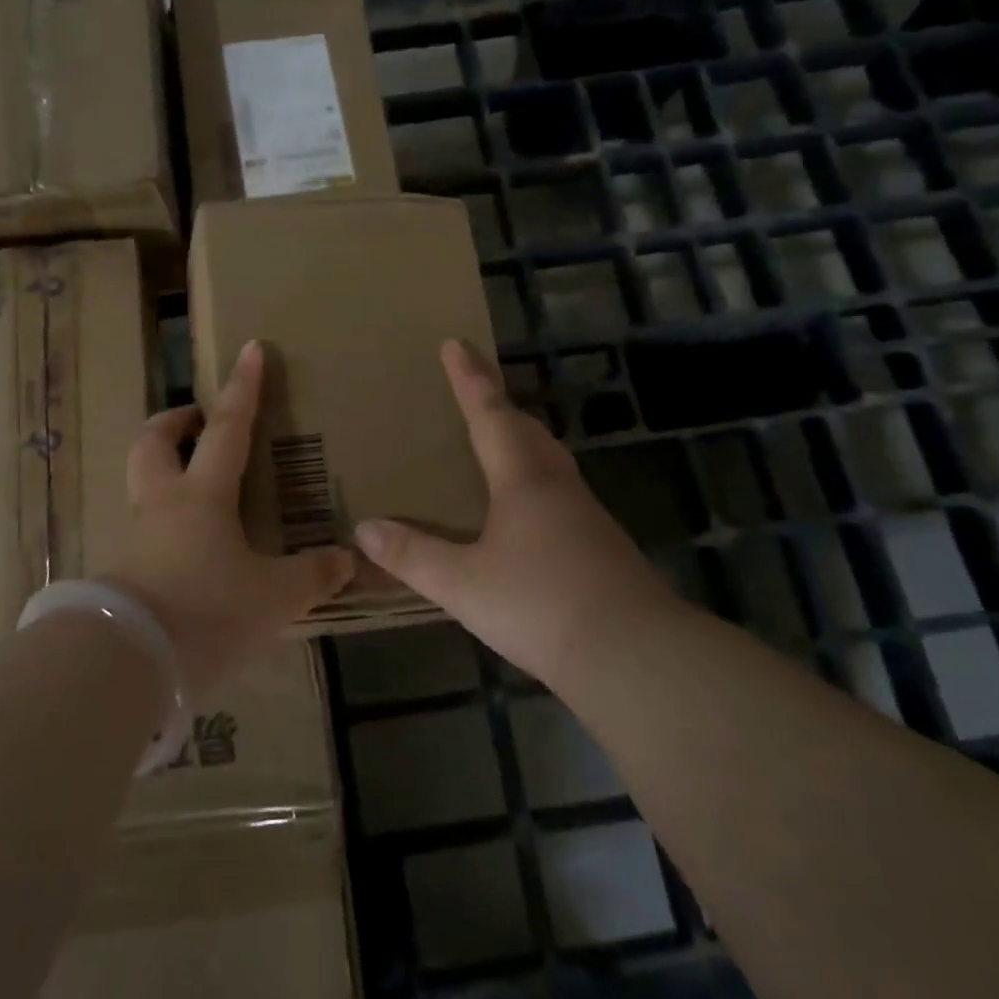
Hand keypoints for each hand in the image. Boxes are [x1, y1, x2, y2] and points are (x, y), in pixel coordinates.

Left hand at [105, 339, 354, 698]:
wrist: (125, 665)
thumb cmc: (206, 612)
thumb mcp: (273, 598)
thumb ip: (311, 576)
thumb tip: (348, 559)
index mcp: (201, 496)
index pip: (226, 428)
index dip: (242, 388)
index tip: (250, 348)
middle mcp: (162, 506)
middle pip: (154, 443)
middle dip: (174, 422)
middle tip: (196, 420)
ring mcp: (135, 539)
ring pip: (141, 484)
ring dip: (163, 470)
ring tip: (195, 485)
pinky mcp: (122, 575)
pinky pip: (143, 531)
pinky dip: (164, 524)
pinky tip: (188, 550)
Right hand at [355, 340, 673, 683]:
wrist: (634, 655)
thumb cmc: (540, 605)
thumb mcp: (462, 584)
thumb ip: (412, 556)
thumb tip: (364, 529)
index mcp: (522, 479)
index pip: (489, 414)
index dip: (469, 379)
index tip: (456, 343)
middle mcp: (556, 486)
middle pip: (526, 430)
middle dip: (498, 405)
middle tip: (476, 391)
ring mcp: (586, 516)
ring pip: (548, 460)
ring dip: (521, 440)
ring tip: (499, 442)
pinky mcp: (601, 546)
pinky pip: (559, 492)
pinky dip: (535, 480)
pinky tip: (526, 511)